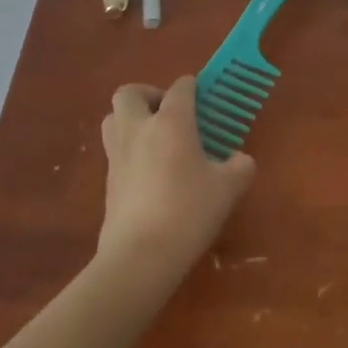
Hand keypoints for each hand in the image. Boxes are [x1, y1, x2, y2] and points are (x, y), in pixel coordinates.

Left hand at [98, 77, 254, 272]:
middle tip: (169, 115)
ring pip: (113, 119)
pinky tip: (149, 175)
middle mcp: (140, 129)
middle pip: (130, 93)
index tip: (204, 101)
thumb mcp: (227, 189)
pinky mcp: (107, 183)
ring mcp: (118, 156)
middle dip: (149, 96)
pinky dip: (128, 152)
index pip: (181, 87)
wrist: (138, 260)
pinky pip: (114, 152)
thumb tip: (241, 161)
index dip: (193, 88)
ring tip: (154, 140)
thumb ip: (239, 168)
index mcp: (171, 121)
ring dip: (130, 120)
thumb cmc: (187, 213)